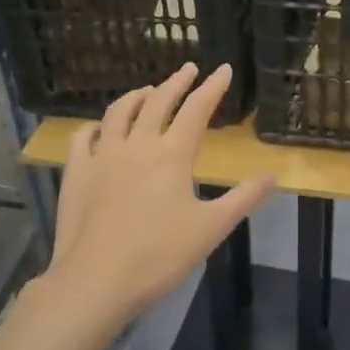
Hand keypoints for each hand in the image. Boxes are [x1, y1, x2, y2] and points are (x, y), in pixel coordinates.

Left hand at [44, 63, 274, 322]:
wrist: (96, 280)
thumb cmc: (160, 256)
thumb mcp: (212, 228)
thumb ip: (244, 198)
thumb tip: (273, 175)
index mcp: (172, 155)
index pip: (196, 109)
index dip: (212, 87)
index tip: (222, 70)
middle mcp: (137, 145)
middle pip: (158, 102)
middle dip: (176, 82)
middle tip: (187, 69)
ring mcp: (102, 156)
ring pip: (118, 112)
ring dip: (136, 96)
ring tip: (148, 91)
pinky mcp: (76, 172)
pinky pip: (83, 137)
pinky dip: (95, 126)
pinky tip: (99, 128)